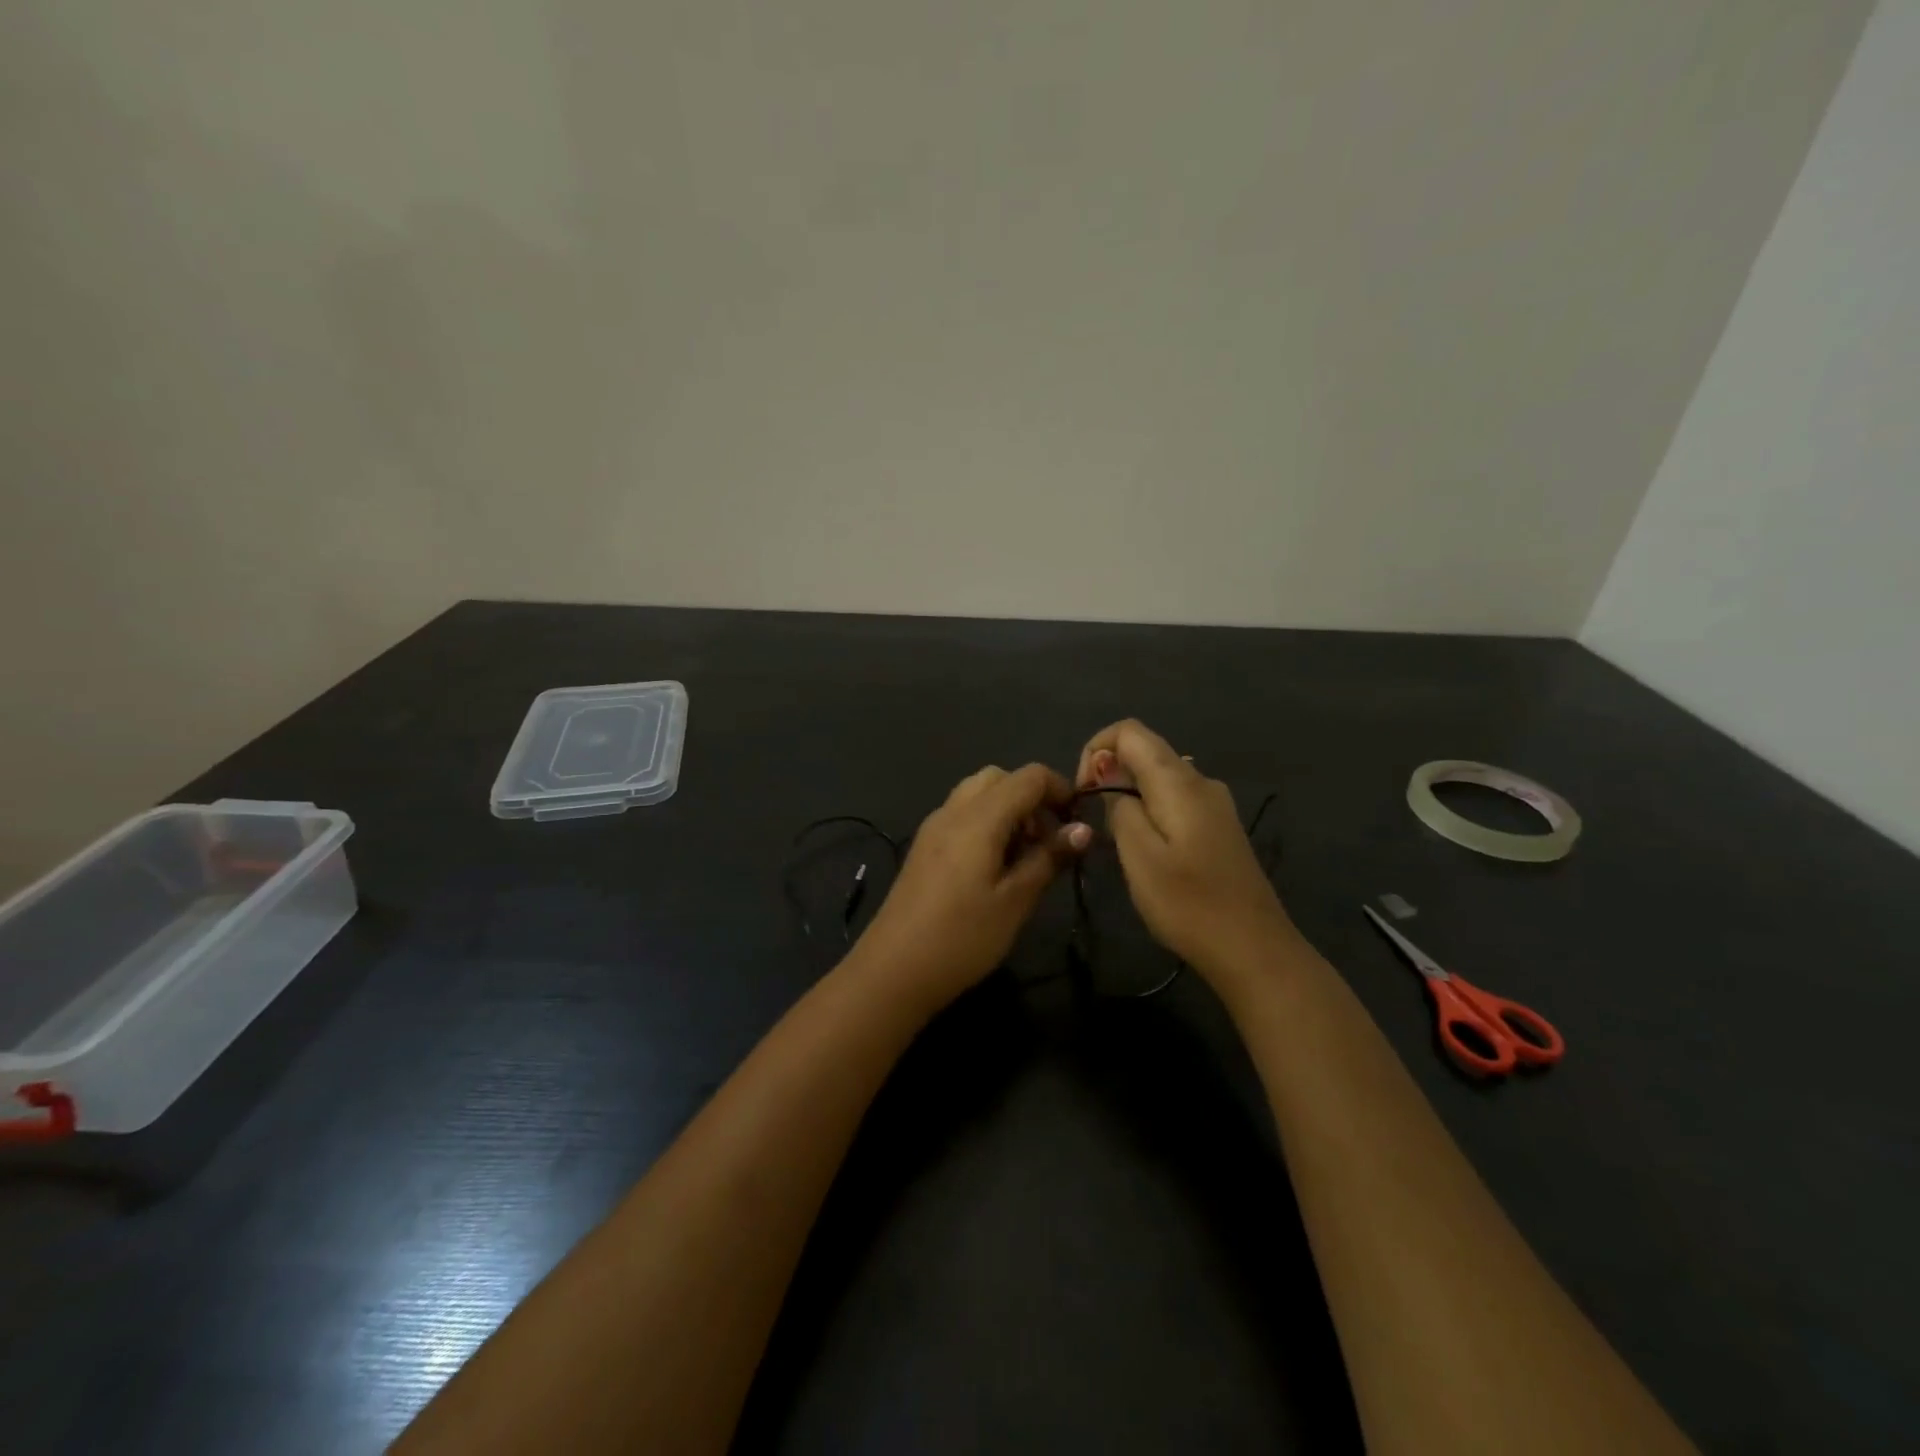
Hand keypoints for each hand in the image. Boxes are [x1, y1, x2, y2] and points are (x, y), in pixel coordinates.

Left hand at [853, 763, 1091, 1013]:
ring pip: (978, 794)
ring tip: (1024, 857)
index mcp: (979, 817)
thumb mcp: (1016, 901)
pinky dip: (986, 823)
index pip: (1029, 776)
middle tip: (1048, 841)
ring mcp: (933, 828)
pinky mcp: (924, 847)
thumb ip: (1049, 858)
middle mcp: (953, 811)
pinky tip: (994, 867)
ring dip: (1008, 810)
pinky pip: (961, 815)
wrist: (893, 970)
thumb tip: (1083, 830)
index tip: (1077, 825)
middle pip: (1000, 778)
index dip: (1061, 790)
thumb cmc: (962, 937)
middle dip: (1032, 798)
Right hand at [1075, 720, 1295, 984]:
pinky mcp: (1219, 827)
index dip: (1095, 749)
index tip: (1083, 793)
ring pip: (1159, 778)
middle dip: (1109, 775)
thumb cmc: (1189, 904)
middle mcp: (1200, 780)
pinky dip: (1150, 811)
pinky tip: (1148, 852)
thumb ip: (1120, 807)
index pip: (1129, 731)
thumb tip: (1109, 776)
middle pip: (1145, 751)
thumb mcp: (1138, 856)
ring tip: (1118, 843)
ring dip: (1128, 796)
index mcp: (1179, 780)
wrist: (1254, 950)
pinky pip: (1175, 800)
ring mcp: (1215, 804)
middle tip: (1095, 825)